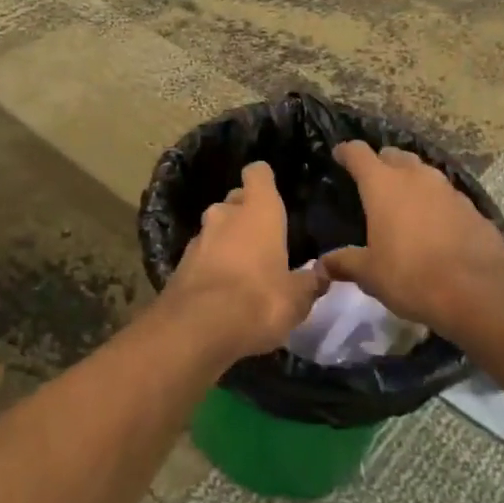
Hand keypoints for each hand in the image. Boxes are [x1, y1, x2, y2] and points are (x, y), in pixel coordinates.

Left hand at [164, 162, 325, 358]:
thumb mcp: (297, 298)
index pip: (258, 173)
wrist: (198, 328)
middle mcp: (225, 214)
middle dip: (246, 213)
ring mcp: (198, 237)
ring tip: (244, 267)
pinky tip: (222, 289)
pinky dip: (211, 264)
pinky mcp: (180, 263)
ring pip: (216, 228)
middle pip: (235, 200)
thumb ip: (310, 282)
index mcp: (258, 211)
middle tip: (263, 238)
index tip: (272, 193)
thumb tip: (322, 274)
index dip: (264, 180)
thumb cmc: (259, 301)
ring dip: (227, 241)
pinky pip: (202, 255)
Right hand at [321, 142, 503, 339]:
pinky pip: (446, 196)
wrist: (478, 292)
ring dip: (411, 181)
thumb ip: (345, 263)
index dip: (346, 152)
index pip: (358, 153)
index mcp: (383, 185)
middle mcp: (416, 177)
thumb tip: (323, 264)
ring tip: (403, 202)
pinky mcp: (472, 208)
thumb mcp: (370, 274)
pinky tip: (434, 225)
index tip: (339, 155)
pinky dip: (435, 203)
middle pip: (394, 155)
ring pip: (423, 172)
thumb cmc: (411, 276)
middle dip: (381, 163)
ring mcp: (448, 189)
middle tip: (372, 181)